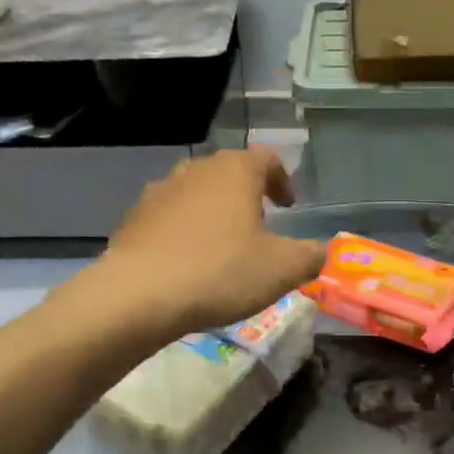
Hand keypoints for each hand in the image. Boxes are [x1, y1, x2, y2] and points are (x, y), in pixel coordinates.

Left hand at [98, 146, 327, 338]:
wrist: (138, 295)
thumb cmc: (220, 272)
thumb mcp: (282, 270)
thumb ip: (310, 255)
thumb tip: (320, 251)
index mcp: (235, 171)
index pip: (267, 158)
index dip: (283, 180)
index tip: (289, 207)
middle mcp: (195, 170)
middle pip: (228, 172)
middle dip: (246, 194)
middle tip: (259, 224)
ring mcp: (159, 192)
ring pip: (195, 193)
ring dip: (213, 212)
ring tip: (222, 245)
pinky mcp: (133, 218)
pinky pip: (168, 217)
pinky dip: (183, 231)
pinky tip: (187, 263)